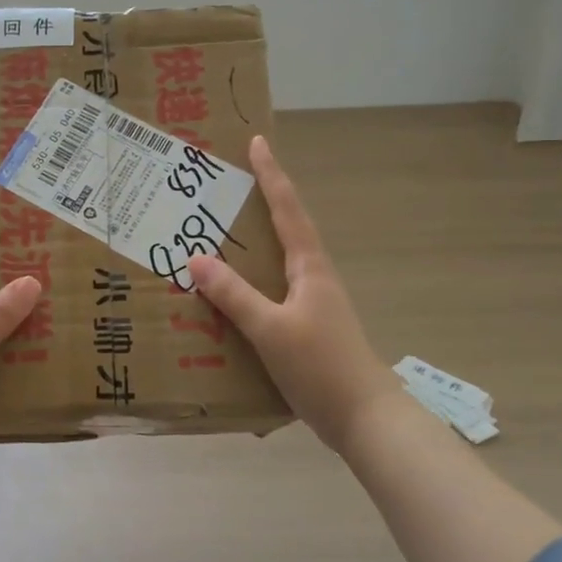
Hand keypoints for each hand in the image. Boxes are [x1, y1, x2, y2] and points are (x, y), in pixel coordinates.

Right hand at [188, 136, 400, 453]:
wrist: (365, 419)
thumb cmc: (321, 367)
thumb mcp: (270, 329)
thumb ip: (234, 295)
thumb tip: (196, 258)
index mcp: (310, 268)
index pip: (288, 209)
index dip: (272, 175)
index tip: (257, 142)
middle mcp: (313, 278)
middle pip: (285, 228)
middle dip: (259, 203)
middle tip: (225, 187)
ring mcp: (313, 304)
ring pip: (278, 262)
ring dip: (252, 244)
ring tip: (218, 236)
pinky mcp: (307, 329)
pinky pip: (272, 292)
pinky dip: (250, 282)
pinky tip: (229, 297)